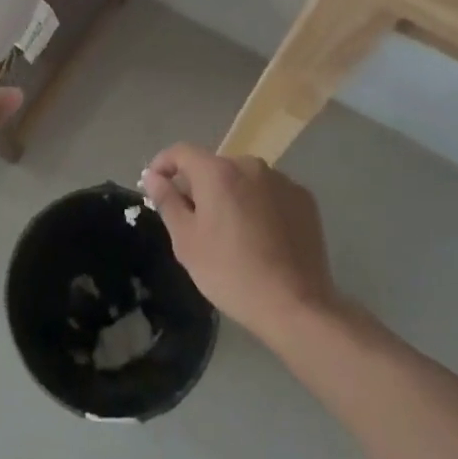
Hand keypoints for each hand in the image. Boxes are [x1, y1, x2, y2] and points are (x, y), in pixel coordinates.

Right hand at [140, 145, 338, 342]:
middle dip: (198, 185)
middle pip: (213, 166)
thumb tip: (153, 176)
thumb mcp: (186, 241)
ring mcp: (282, 181)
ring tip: (230, 231)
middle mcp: (250, 165)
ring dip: (230, 194)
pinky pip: (269, 192)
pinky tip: (260, 236)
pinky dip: (258, 204)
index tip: (155, 186)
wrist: (296, 307)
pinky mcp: (304, 200)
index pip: (181, 152)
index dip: (163, 165)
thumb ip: (167, 201)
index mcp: (217, 171)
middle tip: (193, 220)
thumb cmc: (231, 273)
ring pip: (243, 179)